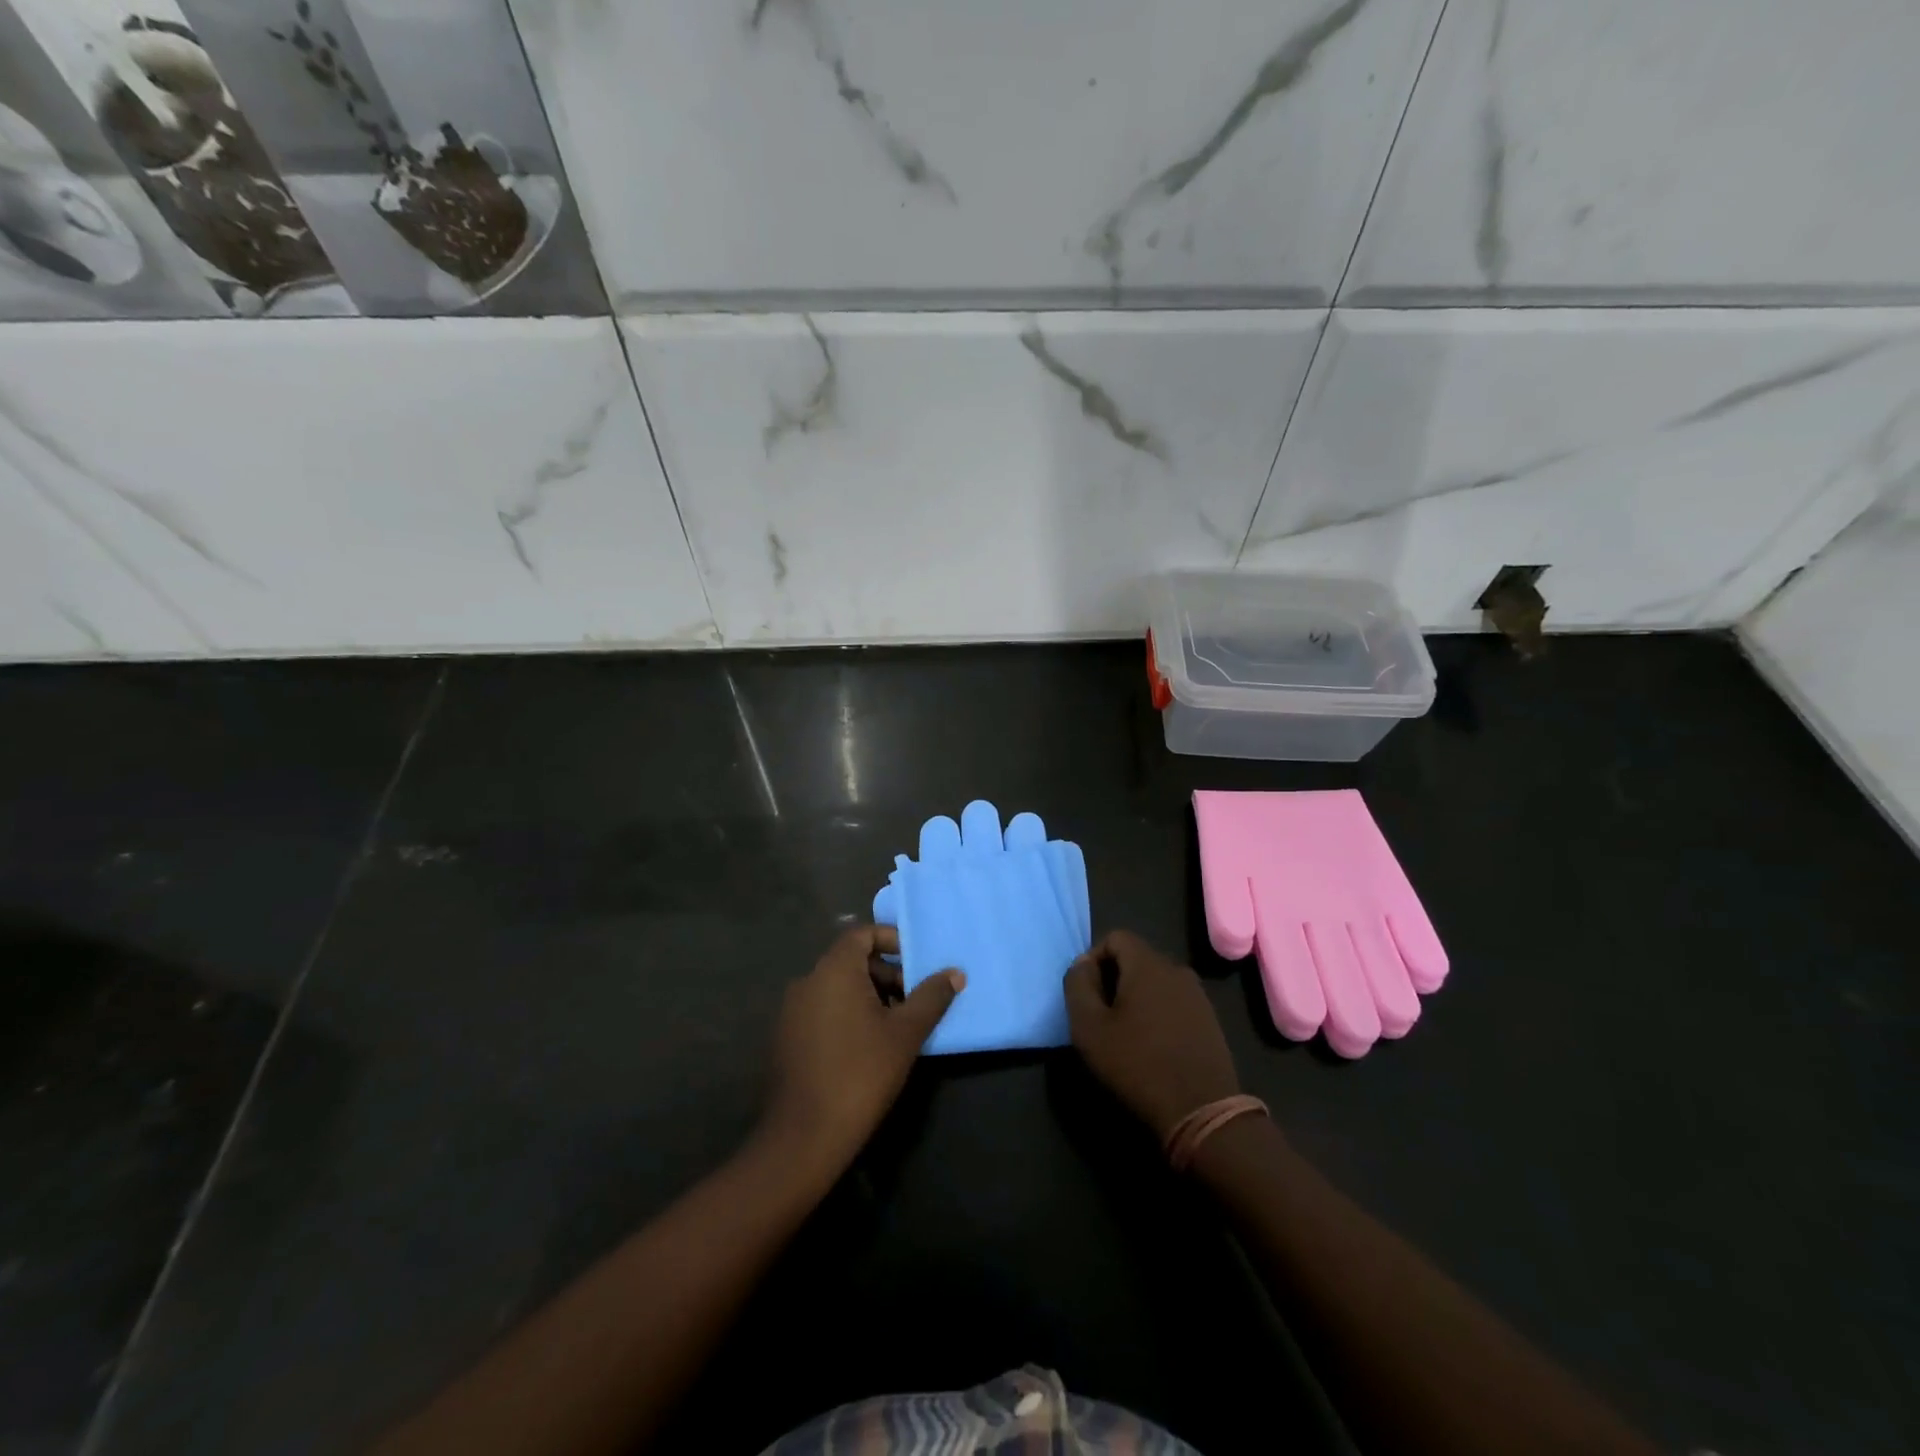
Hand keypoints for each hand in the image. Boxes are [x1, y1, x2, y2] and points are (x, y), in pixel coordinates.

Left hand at [761, 925, 962, 1173]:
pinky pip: (822, 1010)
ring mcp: (792, 1011)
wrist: (804, 1136)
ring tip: (896, 1027)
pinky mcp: (786, 1038)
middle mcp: (807, 981)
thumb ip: (931, 997)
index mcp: (833, 971)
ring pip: (837, 988)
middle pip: (850, 961)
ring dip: (869, 996)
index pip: (861, 934)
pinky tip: (867, 1048)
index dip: (891, 940)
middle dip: (886, 974)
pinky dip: (847, 1015)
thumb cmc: (861, 1073)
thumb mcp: (905, 1033)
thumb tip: (955, 973)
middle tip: (913, 1000)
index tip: (916, 962)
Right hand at [1064, 930, 1241, 1139]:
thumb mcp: (1089, 1027)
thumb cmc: (1137, 1064)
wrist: (1202, 1111)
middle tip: (1101, 1015)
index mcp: (1148, 964)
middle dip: (1113, 979)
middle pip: (1136, 959)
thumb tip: (1082, 964)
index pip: (1115, 937)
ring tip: (1125, 1033)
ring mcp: (1198, 995)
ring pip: (1156, 982)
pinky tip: (1152, 1046)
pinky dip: (1158, 1013)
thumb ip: (1078, 986)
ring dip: (1136, 998)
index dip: (1094, 958)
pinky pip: (1174, 1002)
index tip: (1086, 993)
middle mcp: (1176, 970)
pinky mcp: (1210, 1021)